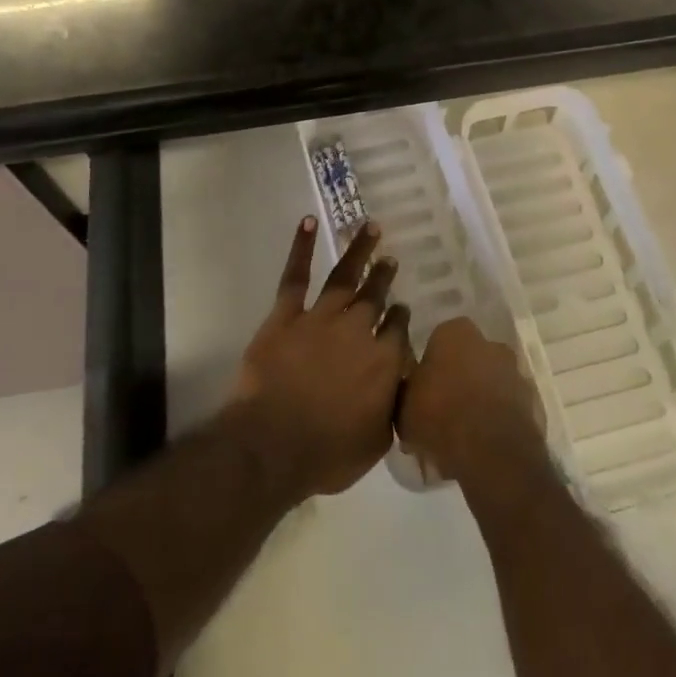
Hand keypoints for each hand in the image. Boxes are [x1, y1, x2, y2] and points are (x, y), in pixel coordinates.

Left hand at [227, 216, 410, 499]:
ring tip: (370, 227)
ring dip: (359, 252)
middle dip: (384, 277)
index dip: (400, 319)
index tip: (402, 308)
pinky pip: (295, 276)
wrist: (273, 445)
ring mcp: (320, 318)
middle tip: (391, 260)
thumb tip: (401, 387)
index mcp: (383, 363)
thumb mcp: (375, 443)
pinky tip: (309, 222)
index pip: (398, 331)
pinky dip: (301, 247)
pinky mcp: (286, 315)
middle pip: (375, 298)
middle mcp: (357, 332)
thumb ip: (391, 409)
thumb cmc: (326, 454)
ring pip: (345, 278)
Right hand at [397, 317, 549, 489]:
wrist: (491, 453)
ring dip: (479, 400)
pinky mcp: (532, 402)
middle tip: (441, 411)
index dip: (430, 365)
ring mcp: (514, 372)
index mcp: (455, 332)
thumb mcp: (403, 405)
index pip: (438, 340)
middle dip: (457, 379)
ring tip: (462, 434)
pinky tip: (482, 445)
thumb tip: (408, 391)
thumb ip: (405, 390)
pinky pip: (506, 407)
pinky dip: (496, 419)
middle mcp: (488, 343)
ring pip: (489, 382)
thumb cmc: (440, 415)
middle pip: (467, 359)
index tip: (422, 389)